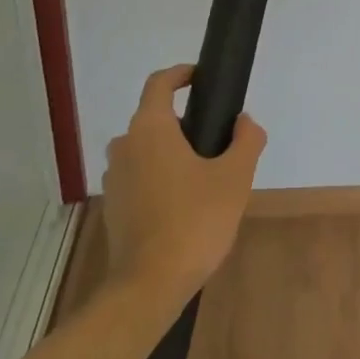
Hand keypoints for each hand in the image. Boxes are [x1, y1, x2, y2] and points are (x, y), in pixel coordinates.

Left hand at [103, 65, 266, 302]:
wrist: (149, 285)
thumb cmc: (194, 220)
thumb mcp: (235, 177)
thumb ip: (246, 140)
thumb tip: (245, 122)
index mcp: (151, 128)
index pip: (160, 83)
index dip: (181, 74)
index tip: (202, 78)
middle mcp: (125, 145)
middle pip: (156, 118)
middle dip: (186, 123)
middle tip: (218, 143)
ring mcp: (115, 177)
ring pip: (147, 149)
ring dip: (173, 153)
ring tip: (206, 178)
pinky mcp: (113, 206)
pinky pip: (140, 176)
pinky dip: (161, 178)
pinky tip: (186, 205)